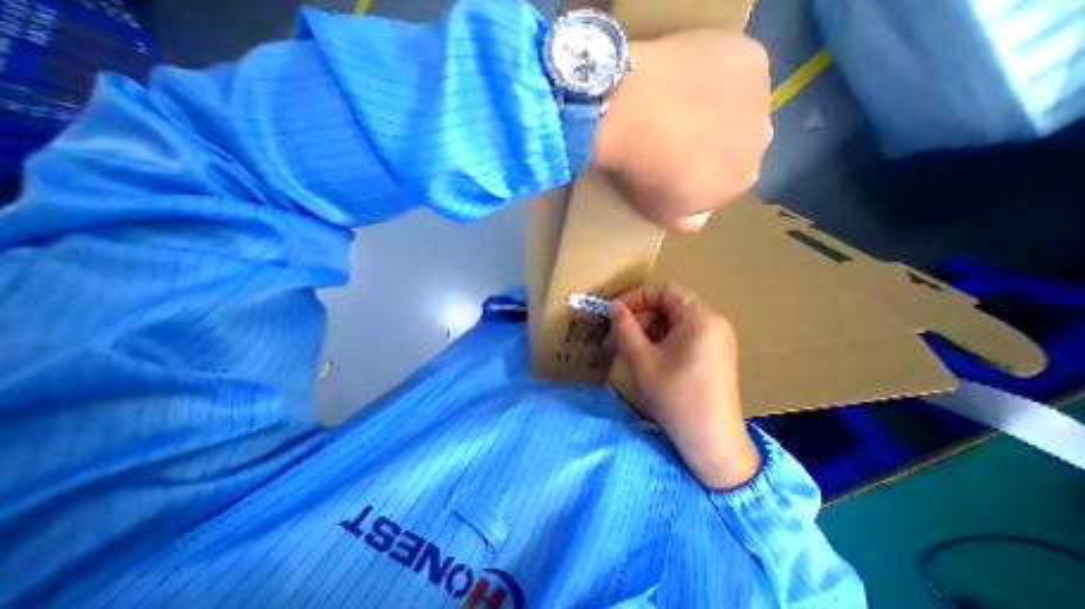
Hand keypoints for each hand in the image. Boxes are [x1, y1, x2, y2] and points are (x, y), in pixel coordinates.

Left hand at [592, 28, 770, 232]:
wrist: (635, 114)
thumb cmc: (645, 173)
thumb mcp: (662, 214)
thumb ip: (689, 221)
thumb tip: (702, 216)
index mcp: (741, 181)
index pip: (726, 183)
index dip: (701, 176)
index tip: (675, 170)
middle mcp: (762, 141)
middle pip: (738, 145)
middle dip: (713, 145)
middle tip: (676, 138)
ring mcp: (761, 96)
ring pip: (740, 108)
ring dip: (718, 111)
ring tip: (679, 108)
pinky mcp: (750, 57)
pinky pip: (737, 71)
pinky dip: (718, 77)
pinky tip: (688, 80)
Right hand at [610, 284, 759, 489]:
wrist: (711, 443)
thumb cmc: (675, 398)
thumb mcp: (641, 360)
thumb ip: (624, 328)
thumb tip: (614, 307)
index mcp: (700, 318)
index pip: (663, 291)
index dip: (635, 298)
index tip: (613, 313)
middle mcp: (712, 323)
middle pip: (668, 307)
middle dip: (638, 318)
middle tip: (614, 338)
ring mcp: (715, 340)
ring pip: (672, 323)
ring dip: (645, 332)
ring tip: (625, 350)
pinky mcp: (713, 355)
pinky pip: (681, 337)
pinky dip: (659, 342)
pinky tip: (644, 359)